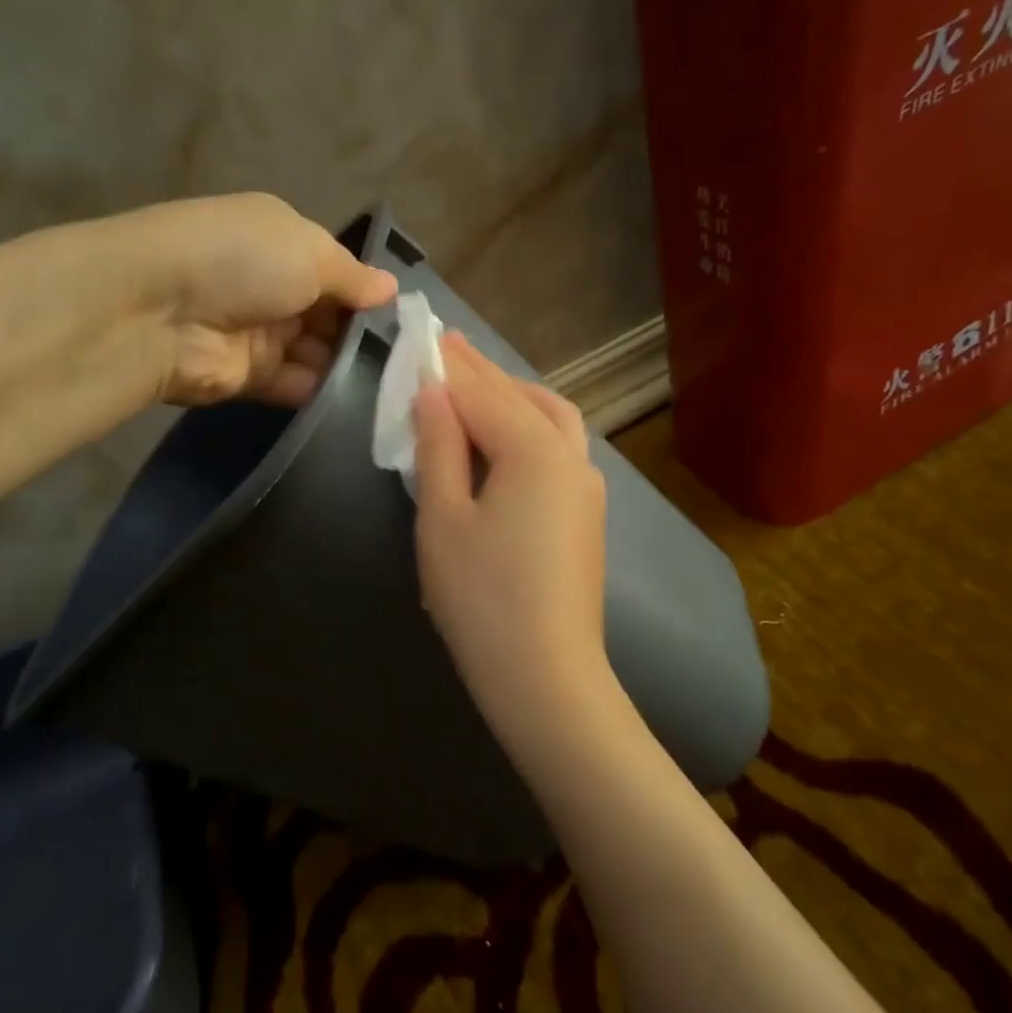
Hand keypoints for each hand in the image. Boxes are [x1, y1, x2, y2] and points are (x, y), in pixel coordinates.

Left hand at [123, 193, 396, 405]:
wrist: (159, 311)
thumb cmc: (242, 261)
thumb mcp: (310, 251)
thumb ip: (354, 276)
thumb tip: (391, 288)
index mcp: (283, 241)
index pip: (337, 270)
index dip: (369, 292)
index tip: (408, 319)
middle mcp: (273, 285)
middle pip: (331, 315)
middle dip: (365, 334)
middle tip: (411, 360)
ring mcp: (260, 333)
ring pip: (319, 353)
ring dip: (350, 366)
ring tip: (398, 385)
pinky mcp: (249, 378)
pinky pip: (298, 385)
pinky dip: (325, 393)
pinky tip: (365, 402)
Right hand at [412, 335, 614, 742]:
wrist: (545, 675)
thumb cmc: (481, 597)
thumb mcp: (443, 518)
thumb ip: (439, 447)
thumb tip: (432, 393)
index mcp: (534, 450)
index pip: (482, 393)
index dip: (449, 367)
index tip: (424, 337)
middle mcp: (570, 456)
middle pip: (520, 398)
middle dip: (482, 372)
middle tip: (448, 346)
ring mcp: (586, 485)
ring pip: (552, 418)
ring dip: (514, 394)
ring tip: (479, 384)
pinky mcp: (587, 514)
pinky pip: (560, 448)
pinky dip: (532, 425)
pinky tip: (509, 436)